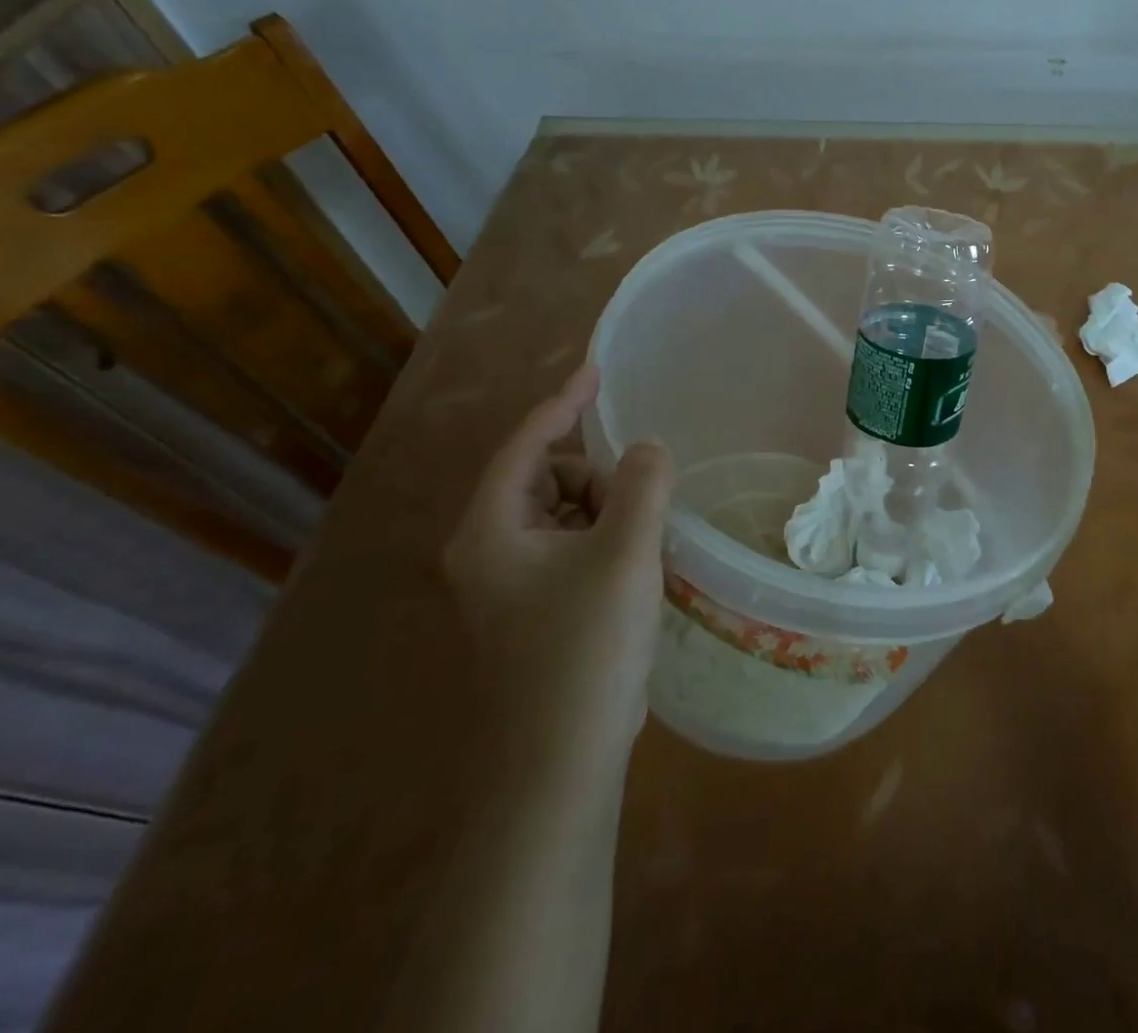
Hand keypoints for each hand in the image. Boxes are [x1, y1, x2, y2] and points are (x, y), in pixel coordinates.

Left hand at [443, 364, 674, 771]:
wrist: (560, 765)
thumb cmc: (585, 650)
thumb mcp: (625, 554)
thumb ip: (642, 485)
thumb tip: (648, 449)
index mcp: (492, 530)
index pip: (526, 444)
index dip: (563, 402)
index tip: (596, 371)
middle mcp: (489, 550)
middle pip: (548, 478)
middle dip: (597, 480)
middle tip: (635, 517)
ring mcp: (509, 584)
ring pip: (564, 513)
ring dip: (606, 514)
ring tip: (637, 551)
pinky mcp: (533, 609)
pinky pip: (571, 546)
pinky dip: (603, 542)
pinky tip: (631, 574)